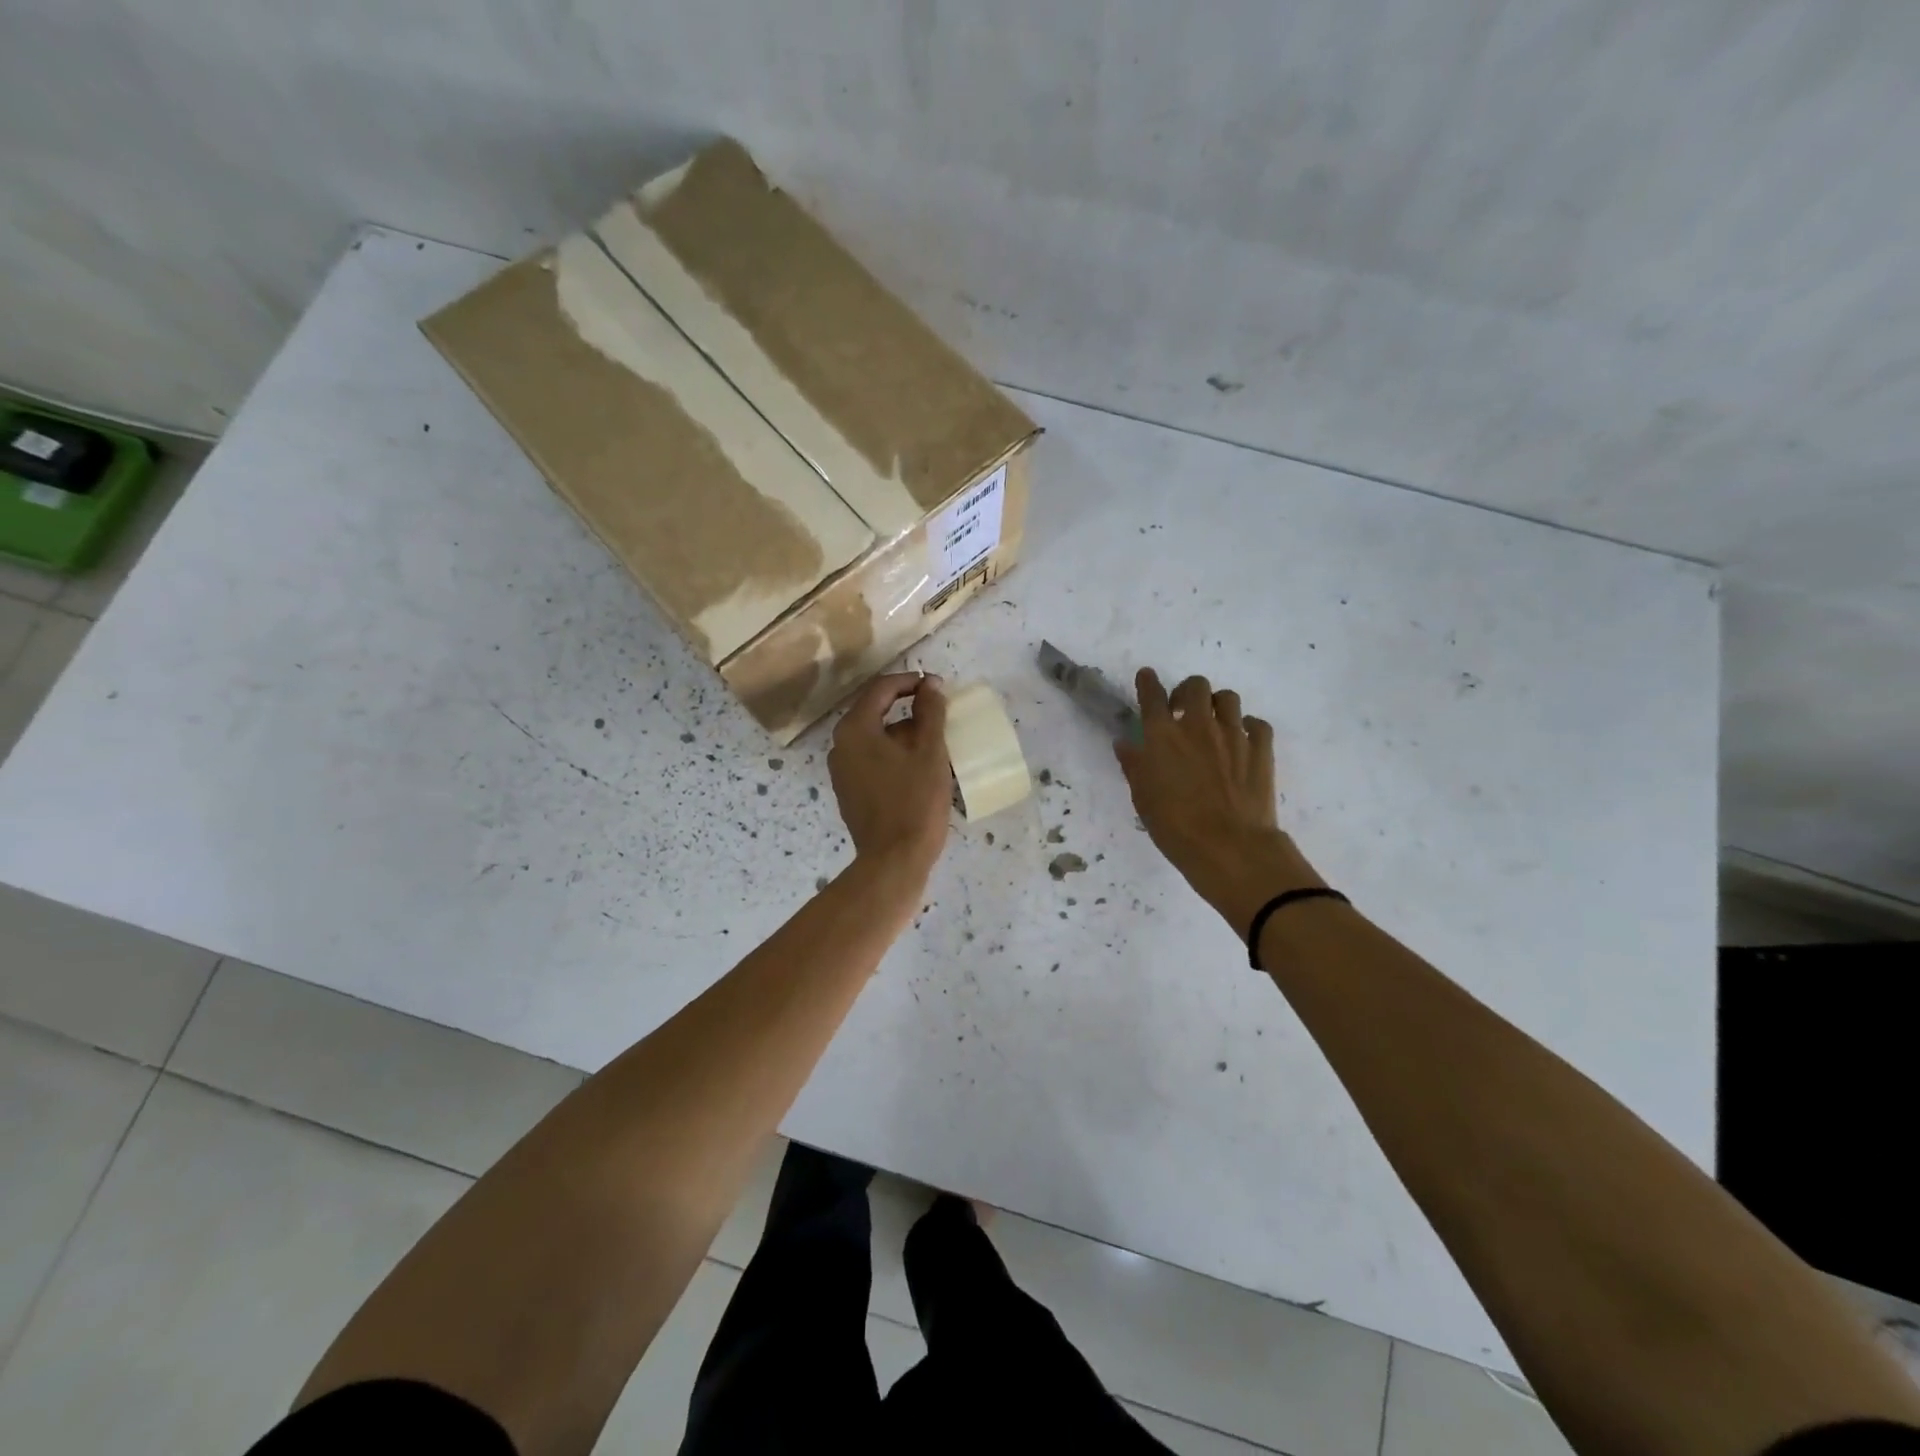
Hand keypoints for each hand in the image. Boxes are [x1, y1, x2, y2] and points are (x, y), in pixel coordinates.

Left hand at [828, 672, 952, 881]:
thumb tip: (930, 684)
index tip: (937, 687)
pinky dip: (893, 755)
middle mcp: (840, 745)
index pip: (881, 689)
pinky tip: (918, 769)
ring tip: (935, 745)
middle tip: (939, 715)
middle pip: (875, 712)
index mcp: (855, 729)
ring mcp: (841, 771)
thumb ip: (930, 712)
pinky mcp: (849, 792)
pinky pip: (871, 760)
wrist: (894, 860)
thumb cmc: (915, 801)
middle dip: (908, 709)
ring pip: (874, 738)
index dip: (911, 682)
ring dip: (903, 735)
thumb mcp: (930, 752)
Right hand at [1115, 670, 1323, 933]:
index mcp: (1162, 735)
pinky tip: (1242, 740)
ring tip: (1213, 722)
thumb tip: (1125, 743)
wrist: (1228, 845)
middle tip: (1182, 710)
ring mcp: (1233, 735)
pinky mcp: (1261, 749)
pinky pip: (1256, 724)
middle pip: (1195, 686)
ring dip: (1217, 704)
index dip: (1147, 682)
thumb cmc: (1174, 825)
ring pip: (1227, 698)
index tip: (1146, 677)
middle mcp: (1198, 726)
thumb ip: (1133, 765)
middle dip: (1187, 691)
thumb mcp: (1142, 798)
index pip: (1152, 696)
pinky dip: (1248, 726)